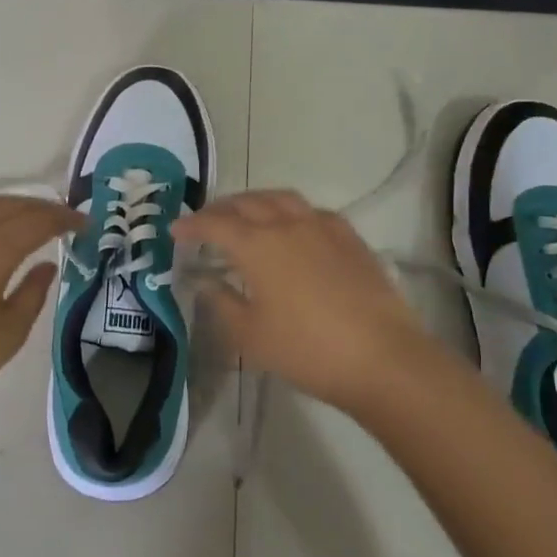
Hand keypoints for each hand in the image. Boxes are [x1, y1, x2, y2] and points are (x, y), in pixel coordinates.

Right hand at [175, 190, 434, 415]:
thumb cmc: (306, 350)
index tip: (175, 230)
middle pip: (247, 203)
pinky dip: (291, 211)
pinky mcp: (350, 238)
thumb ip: (223, 303)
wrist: (381, 357)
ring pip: (281, 198)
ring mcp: (322, 227)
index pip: (215, 224)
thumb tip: (206, 282)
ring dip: (256, 201)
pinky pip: (312, 211)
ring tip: (246, 215)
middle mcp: (287, 224)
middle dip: (221, 209)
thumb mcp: (250, 336)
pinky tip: (293, 228)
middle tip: (206, 222)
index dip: (192, 225)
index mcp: (257, 245)